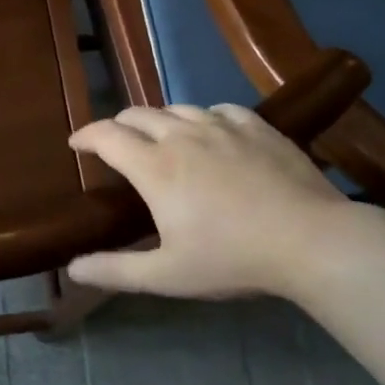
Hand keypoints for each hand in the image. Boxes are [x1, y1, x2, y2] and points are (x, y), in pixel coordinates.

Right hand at [66, 105, 351, 300]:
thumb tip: (72, 269)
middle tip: (116, 145)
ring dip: (159, 121)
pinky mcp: (256, 126)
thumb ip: (115, 270)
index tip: (76, 144)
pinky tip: (211, 133)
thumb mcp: (167, 275)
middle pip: (138, 114)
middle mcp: (182, 136)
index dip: (86, 135)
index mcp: (154, 167)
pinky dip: (202, 118)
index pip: (107, 136)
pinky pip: (218, 109)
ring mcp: (222, 126)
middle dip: (118, 125)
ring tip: (160, 139)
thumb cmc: (233, 258)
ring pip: (177, 109)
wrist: (312, 240)